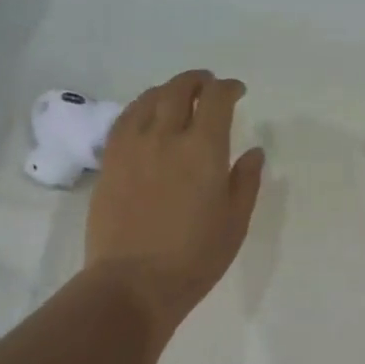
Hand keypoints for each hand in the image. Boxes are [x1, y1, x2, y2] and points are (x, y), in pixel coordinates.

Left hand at [85, 70, 264, 335]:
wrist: (133, 282)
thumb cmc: (194, 258)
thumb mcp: (234, 223)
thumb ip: (246, 181)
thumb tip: (254, 151)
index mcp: (203, 150)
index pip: (216, 100)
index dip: (228, 88)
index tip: (237, 91)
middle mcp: (166, 137)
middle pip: (179, 90)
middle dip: (198, 81)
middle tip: (208, 85)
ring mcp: (132, 147)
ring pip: (148, 99)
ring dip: (168, 90)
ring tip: (177, 95)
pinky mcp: (110, 162)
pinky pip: (124, 119)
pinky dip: (140, 107)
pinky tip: (145, 115)